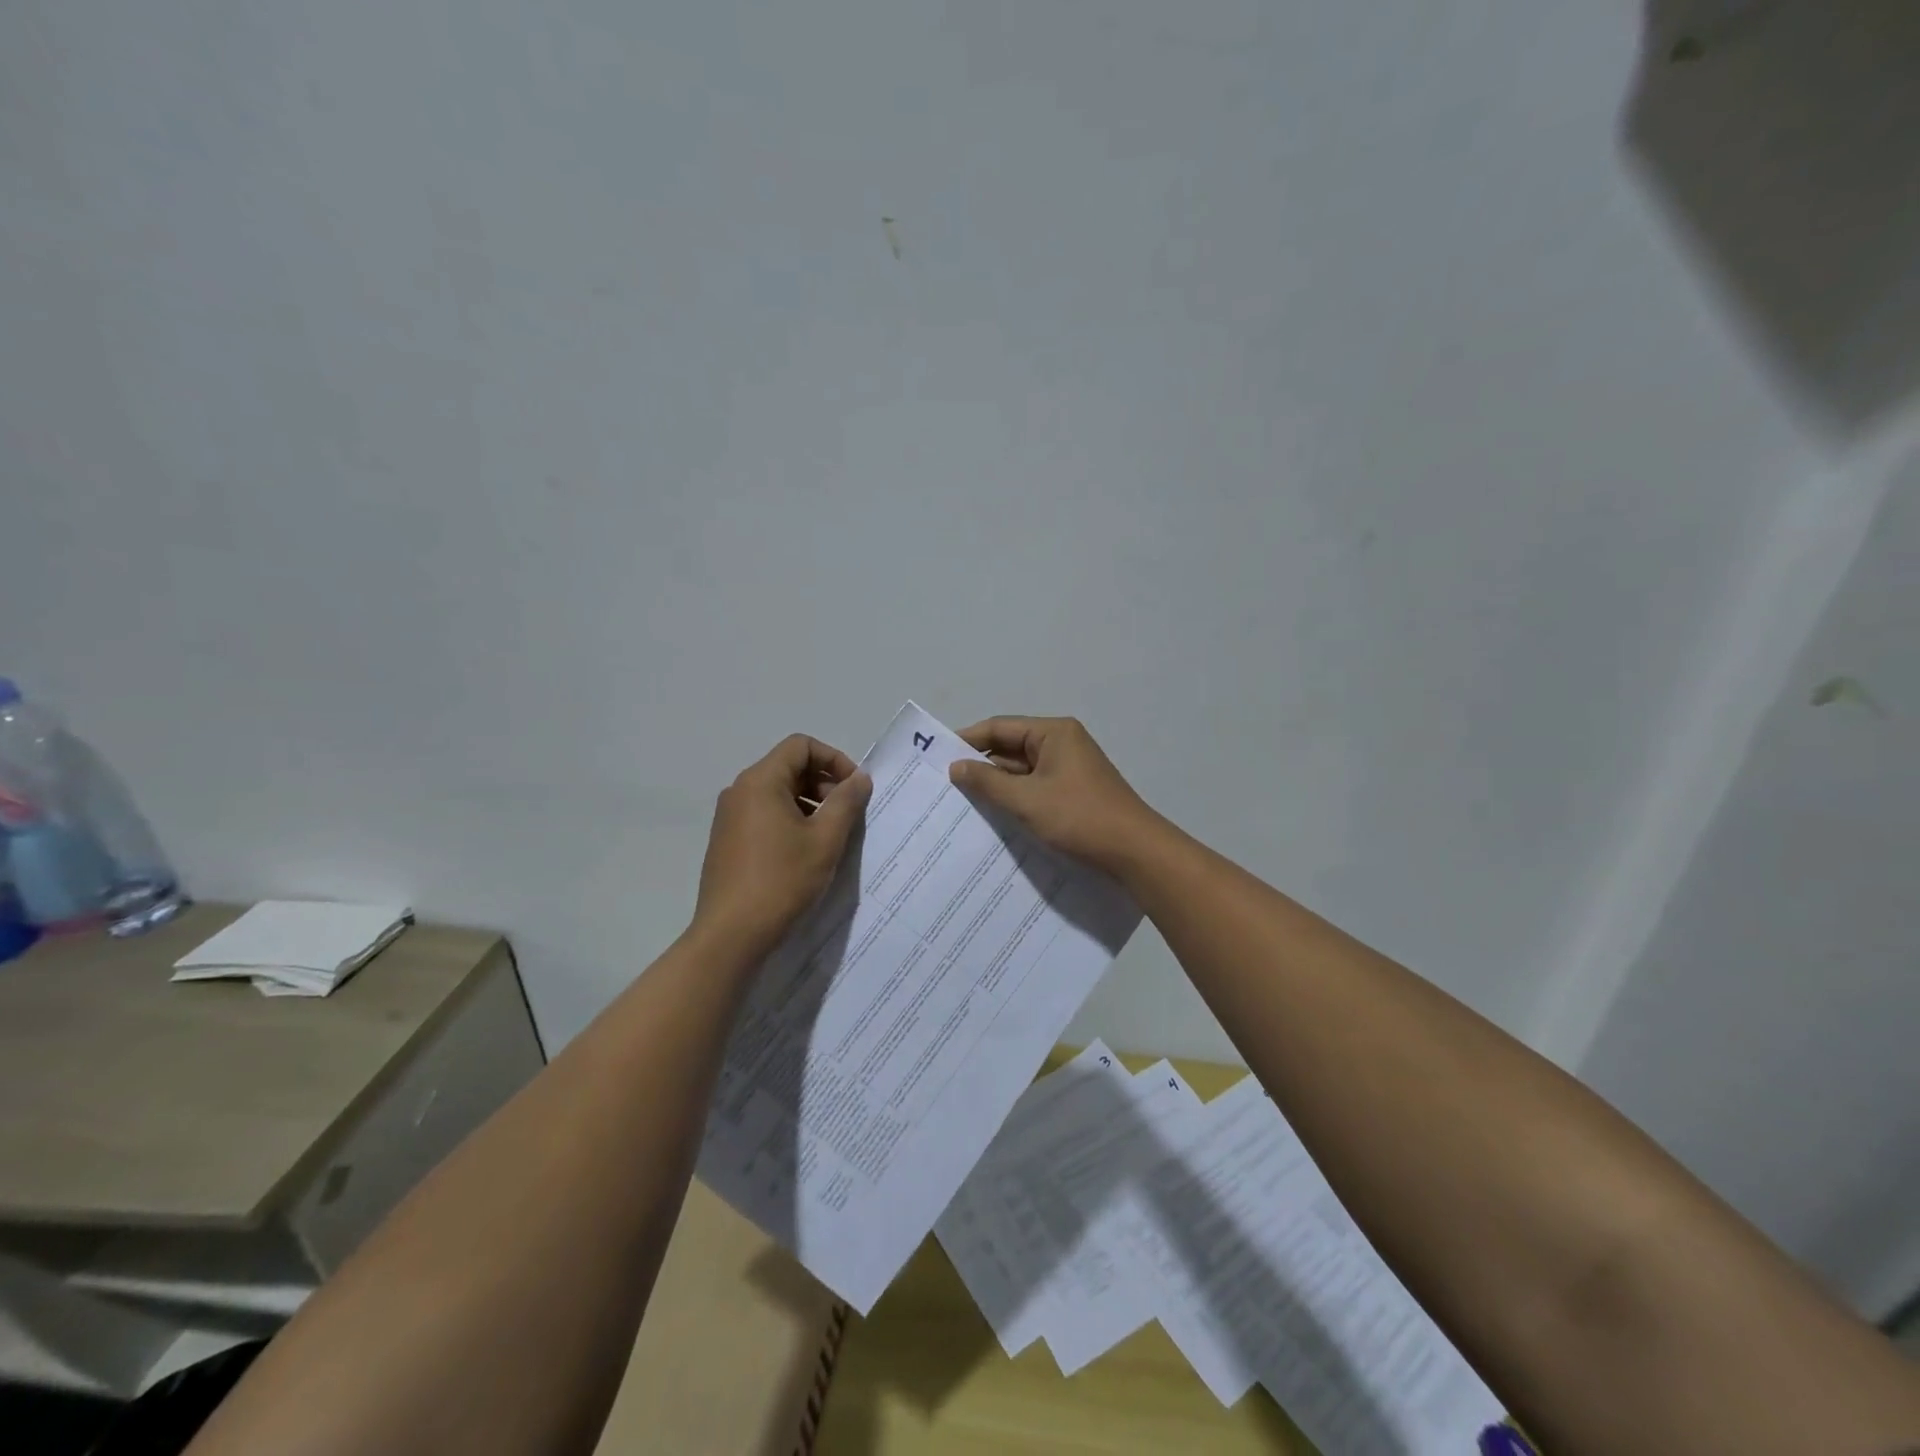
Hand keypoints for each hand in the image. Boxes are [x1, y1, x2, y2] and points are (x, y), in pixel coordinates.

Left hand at [694, 735, 871, 956]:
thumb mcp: (825, 840)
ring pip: (777, 793)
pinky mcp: (727, 841)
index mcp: (760, 781)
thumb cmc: (782, 881)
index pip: (801, 746)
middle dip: (824, 783)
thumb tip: (859, 778)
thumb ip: (846, 802)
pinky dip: (790, 820)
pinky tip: (804, 853)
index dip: (834, 759)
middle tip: (847, 815)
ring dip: (809, 804)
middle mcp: (740, 791)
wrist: (731, 934)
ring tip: (830, 836)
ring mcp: (729, 817)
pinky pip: (764, 814)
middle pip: (789, 767)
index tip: (854, 789)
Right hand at [948, 716, 1161, 873]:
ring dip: (996, 786)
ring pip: (1021, 772)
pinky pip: (1034, 789)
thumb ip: (987, 782)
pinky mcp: (1073, 794)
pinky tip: (993, 818)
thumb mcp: (1026, 800)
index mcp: (1053, 733)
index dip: (967, 741)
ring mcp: (1069, 770)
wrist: (1135, 853)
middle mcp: (1062, 744)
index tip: (937, 758)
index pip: (1000, 727)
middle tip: (944, 786)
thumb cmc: (1079, 818)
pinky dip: (1015, 800)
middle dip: (980, 767)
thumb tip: (955, 767)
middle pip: (1010, 749)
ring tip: (961, 804)